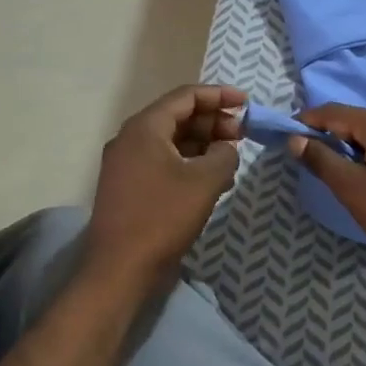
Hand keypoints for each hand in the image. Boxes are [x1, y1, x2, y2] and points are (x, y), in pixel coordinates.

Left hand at [88, 84, 244, 287]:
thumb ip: (225, 154)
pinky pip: (163, 161)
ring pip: (171, 140)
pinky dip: (189, 163)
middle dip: (213, 121)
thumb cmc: (163, 217)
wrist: (119, 270)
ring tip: (231, 157)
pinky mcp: (129, 186)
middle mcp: (130, 138)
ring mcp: (126, 163)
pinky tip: (214, 179)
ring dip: (203, 144)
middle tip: (242, 134)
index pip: (186, 96)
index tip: (246, 103)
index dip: (219, 95)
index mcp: (145, 127)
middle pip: (178, 116)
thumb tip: (226, 148)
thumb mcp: (205, 181)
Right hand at [289, 104, 365, 274]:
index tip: (286, 136)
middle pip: (355, 118)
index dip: (308, 120)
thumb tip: (295, 138)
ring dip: (348, 143)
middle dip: (328, 132)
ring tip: (331, 166)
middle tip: (306, 155)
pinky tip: (364, 172)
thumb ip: (322, 160)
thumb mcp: (353, 189)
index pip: (335, 111)